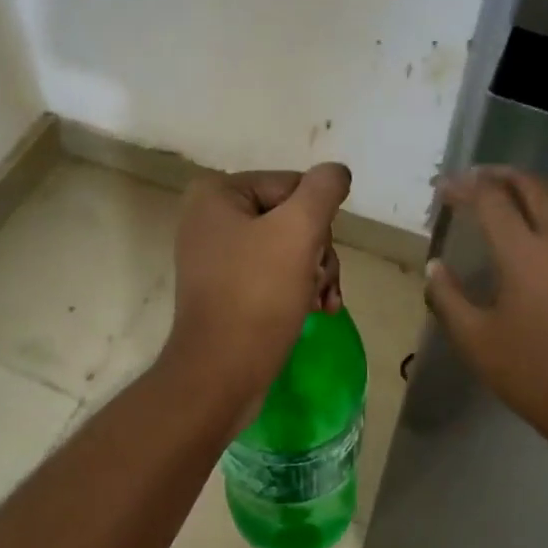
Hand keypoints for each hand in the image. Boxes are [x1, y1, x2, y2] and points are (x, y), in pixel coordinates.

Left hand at [163, 163, 351, 410]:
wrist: (220, 375)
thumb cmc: (257, 296)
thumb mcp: (298, 232)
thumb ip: (323, 191)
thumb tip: (336, 172)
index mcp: (217, 193)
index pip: (294, 186)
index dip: (317, 221)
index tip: (319, 257)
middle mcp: (210, 216)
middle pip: (292, 217)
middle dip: (317, 252)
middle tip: (321, 285)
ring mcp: (216, 254)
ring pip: (289, 247)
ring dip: (315, 273)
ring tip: (322, 304)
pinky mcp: (225, 288)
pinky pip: (273, 273)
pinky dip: (297, 289)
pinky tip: (314, 311)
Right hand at [426, 167, 547, 452]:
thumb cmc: (535, 377)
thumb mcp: (476, 341)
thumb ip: (448, 297)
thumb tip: (435, 267)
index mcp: (525, 254)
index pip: (492, 199)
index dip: (464, 187)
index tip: (444, 189)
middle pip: (535, 186)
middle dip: (502, 175)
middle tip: (477, 179)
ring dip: (534, 189)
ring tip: (510, 198)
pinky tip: (542, 244)